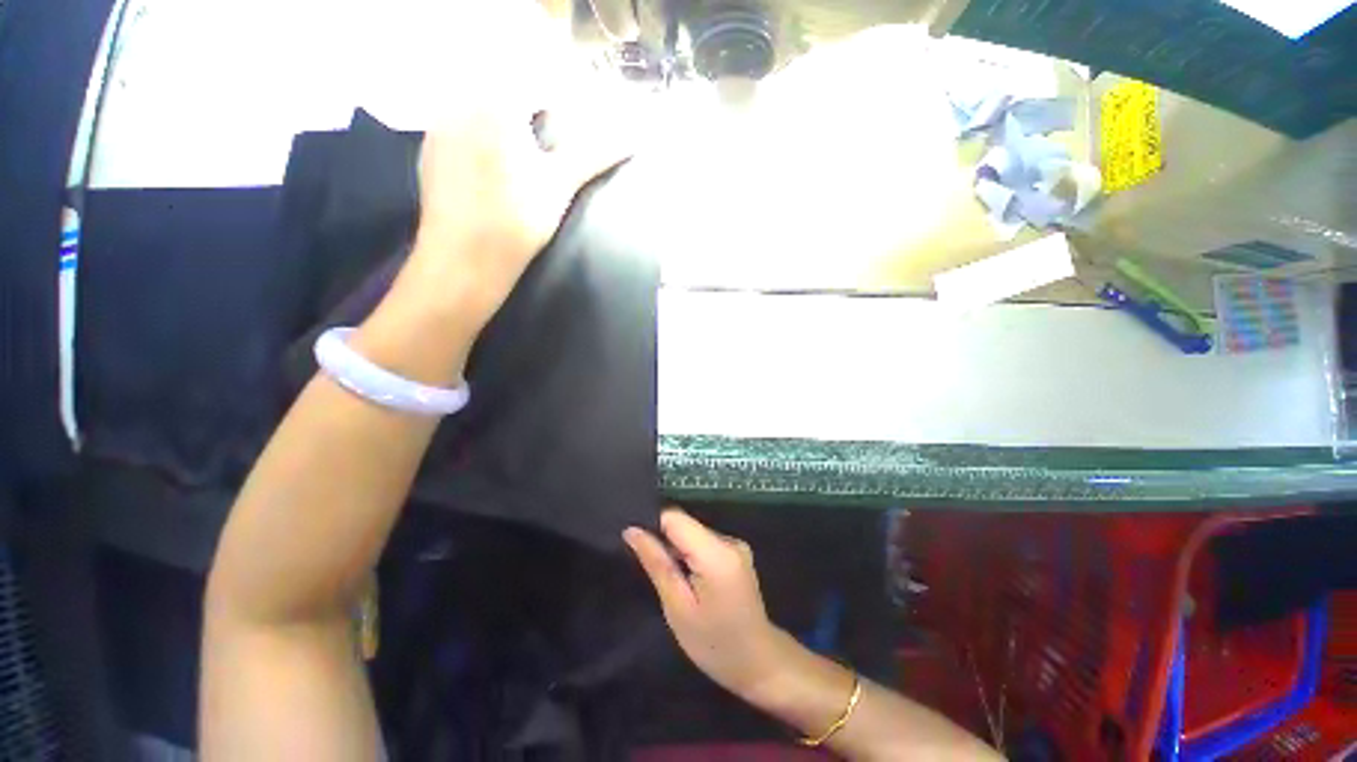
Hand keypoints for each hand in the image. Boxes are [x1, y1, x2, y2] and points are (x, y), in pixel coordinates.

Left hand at [388, 0, 628, 335]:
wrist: (462, 263)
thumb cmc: (514, 223)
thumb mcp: (558, 186)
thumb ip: (592, 154)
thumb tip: (633, 136)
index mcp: (490, 101)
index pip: (528, 70)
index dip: (556, 82)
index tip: (572, 105)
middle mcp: (456, 101)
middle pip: (500, 81)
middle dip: (531, 99)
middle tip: (551, 129)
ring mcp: (437, 126)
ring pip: (476, 102)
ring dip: (506, 114)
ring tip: (526, 149)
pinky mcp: (430, 151)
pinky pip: (459, 123)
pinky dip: (483, 131)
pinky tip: (496, 165)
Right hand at [624, 509, 786, 699]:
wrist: (759, 663)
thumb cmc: (715, 644)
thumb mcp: (678, 607)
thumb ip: (656, 563)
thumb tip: (632, 530)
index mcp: (716, 552)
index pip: (674, 517)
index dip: (653, 527)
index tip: (640, 550)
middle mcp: (729, 539)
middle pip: (685, 524)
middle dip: (665, 542)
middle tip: (656, 574)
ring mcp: (736, 543)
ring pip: (693, 532)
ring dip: (678, 550)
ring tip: (674, 581)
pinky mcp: (737, 551)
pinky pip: (704, 541)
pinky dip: (692, 555)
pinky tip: (691, 581)